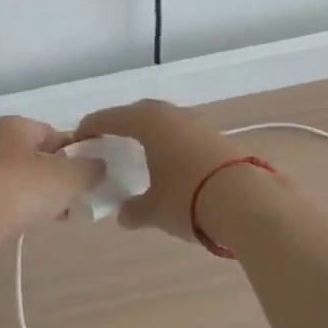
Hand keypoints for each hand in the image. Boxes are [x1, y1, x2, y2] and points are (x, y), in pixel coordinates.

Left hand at [0, 116, 105, 257]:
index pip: (53, 133)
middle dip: (58, 176)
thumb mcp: (68, 176)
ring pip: (21, 181)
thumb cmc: (20, 187)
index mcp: (14, 126)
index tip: (91, 173)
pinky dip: (21, 211)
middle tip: (78, 196)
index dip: (76, 151)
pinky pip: (6, 202)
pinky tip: (32, 225)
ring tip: (60, 215)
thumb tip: (99, 166)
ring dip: (40, 196)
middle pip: (36, 158)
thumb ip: (89, 169)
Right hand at [75, 98, 243, 243]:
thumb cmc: (189, 199)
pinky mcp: (218, 138)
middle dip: (123, 123)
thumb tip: (124, 215)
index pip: (111, 118)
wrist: (247, 201)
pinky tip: (172, 163)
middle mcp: (171, 116)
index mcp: (148, 123)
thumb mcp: (155, 210)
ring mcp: (197, 124)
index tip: (80, 136)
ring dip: (151, 132)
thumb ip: (135, 210)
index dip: (92, 126)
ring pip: (166, 121)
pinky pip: (184, 134)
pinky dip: (172, 143)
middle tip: (111, 140)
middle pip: (140, 112)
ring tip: (142, 152)